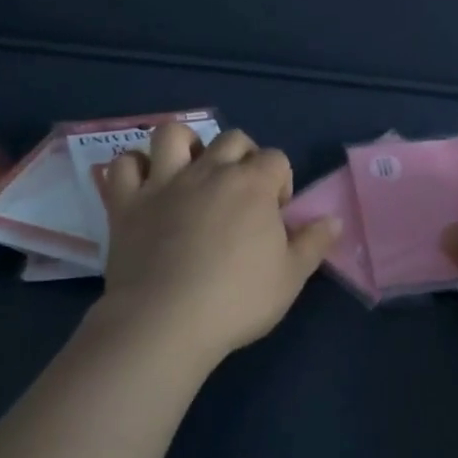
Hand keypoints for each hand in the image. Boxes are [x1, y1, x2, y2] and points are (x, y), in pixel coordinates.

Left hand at [94, 123, 341, 366]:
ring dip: (185, 146)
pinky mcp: (128, 202)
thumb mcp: (291, 277)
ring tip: (191, 172)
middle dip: (242, 158)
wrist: (165, 323)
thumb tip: (333, 219)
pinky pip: (124, 165)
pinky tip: (145, 186)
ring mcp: (165, 182)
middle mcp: (210, 170)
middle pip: (232, 139)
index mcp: (253, 184)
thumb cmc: (236, 300)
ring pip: (173, 134)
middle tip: (240, 195)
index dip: (280, 183)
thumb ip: (314, 243)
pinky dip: (134, 168)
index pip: (276, 159)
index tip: (275, 215)